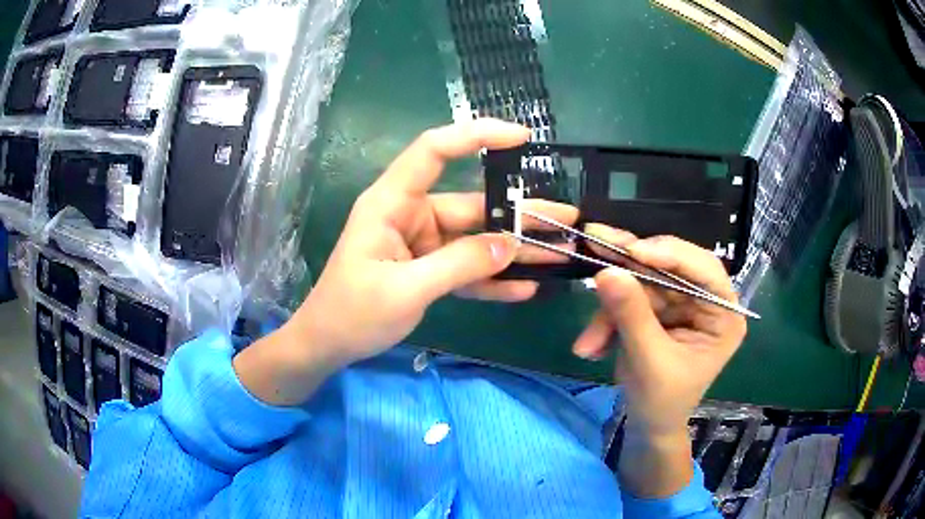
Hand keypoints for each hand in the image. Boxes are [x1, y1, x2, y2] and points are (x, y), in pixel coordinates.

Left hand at [235, 119, 577, 404]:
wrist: (328, 346)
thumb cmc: (352, 313)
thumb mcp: (405, 290)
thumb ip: (459, 265)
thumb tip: (510, 246)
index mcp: (392, 203)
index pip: (434, 151)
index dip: (476, 135)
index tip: (521, 138)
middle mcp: (411, 215)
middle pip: (472, 204)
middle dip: (520, 214)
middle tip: (567, 220)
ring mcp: (422, 243)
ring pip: (476, 239)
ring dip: (515, 250)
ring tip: (560, 253)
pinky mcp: (428, 269)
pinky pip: (466, 268)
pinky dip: (492, 279)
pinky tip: (525, 288)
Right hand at [572, 225, 745, 496]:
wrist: (649, 425)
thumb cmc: (662, 402)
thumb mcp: (649, 361)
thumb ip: (631, 315)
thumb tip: (606, 271)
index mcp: (723, 314)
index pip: (705, 269)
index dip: (670, 254)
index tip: (632, 252)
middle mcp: (705, 300)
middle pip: (668, 266)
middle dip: (629, 272)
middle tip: (594, 246)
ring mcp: (680, 302)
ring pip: (641, 282)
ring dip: (609, 311)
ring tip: (588, 345)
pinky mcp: (658, 308)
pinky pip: (628, 297)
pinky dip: (606, 320)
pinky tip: (592, 347)